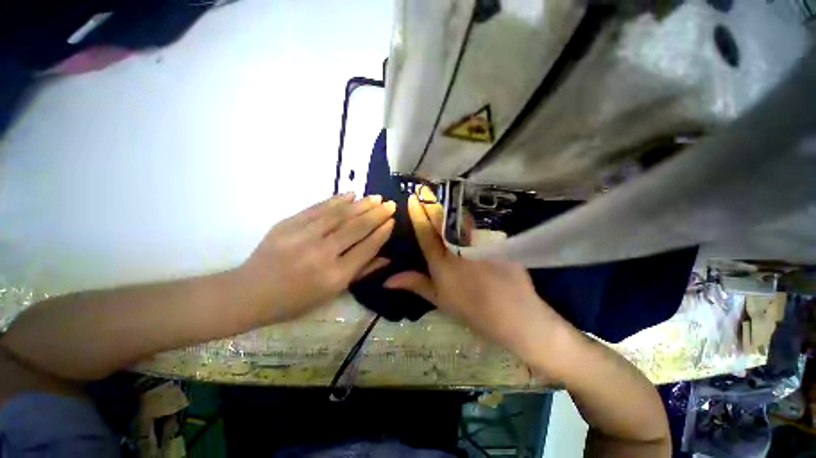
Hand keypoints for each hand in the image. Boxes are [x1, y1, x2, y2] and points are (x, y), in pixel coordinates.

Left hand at [238, 193, 394, 323]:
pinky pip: (317, 208)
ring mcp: (303, 237)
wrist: (249, 292)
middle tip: (390, 204)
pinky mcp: (288, 224)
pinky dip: (336, 200)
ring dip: (361, 204)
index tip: (392, 221)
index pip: (366, 248)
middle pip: (356, 228)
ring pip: (340, 215)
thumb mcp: (332, 293)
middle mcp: (322, 254)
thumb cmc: (295, 300)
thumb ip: (361, 272)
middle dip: (377, 214)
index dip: (381, 233)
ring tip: (376, 197)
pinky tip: (351, 194)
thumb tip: (386, 258)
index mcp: (334, 276)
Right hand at [385, 195, 570, 357]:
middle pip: (442, 221)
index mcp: (441, 262)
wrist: (512, 312)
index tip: (413, 198)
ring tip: (444, 199)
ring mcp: (477, 243)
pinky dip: (468, 221)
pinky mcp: (494, 243)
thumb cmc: (470, 308)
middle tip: (425, 189)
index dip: (418, 214)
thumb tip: (387, 281)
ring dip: (450, 209)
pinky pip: (477, 228)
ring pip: (461, 220)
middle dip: (431, 203)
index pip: (425, 232)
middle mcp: (457, 248)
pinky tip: (466, 219)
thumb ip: (414, 284)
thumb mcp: (438, 298)